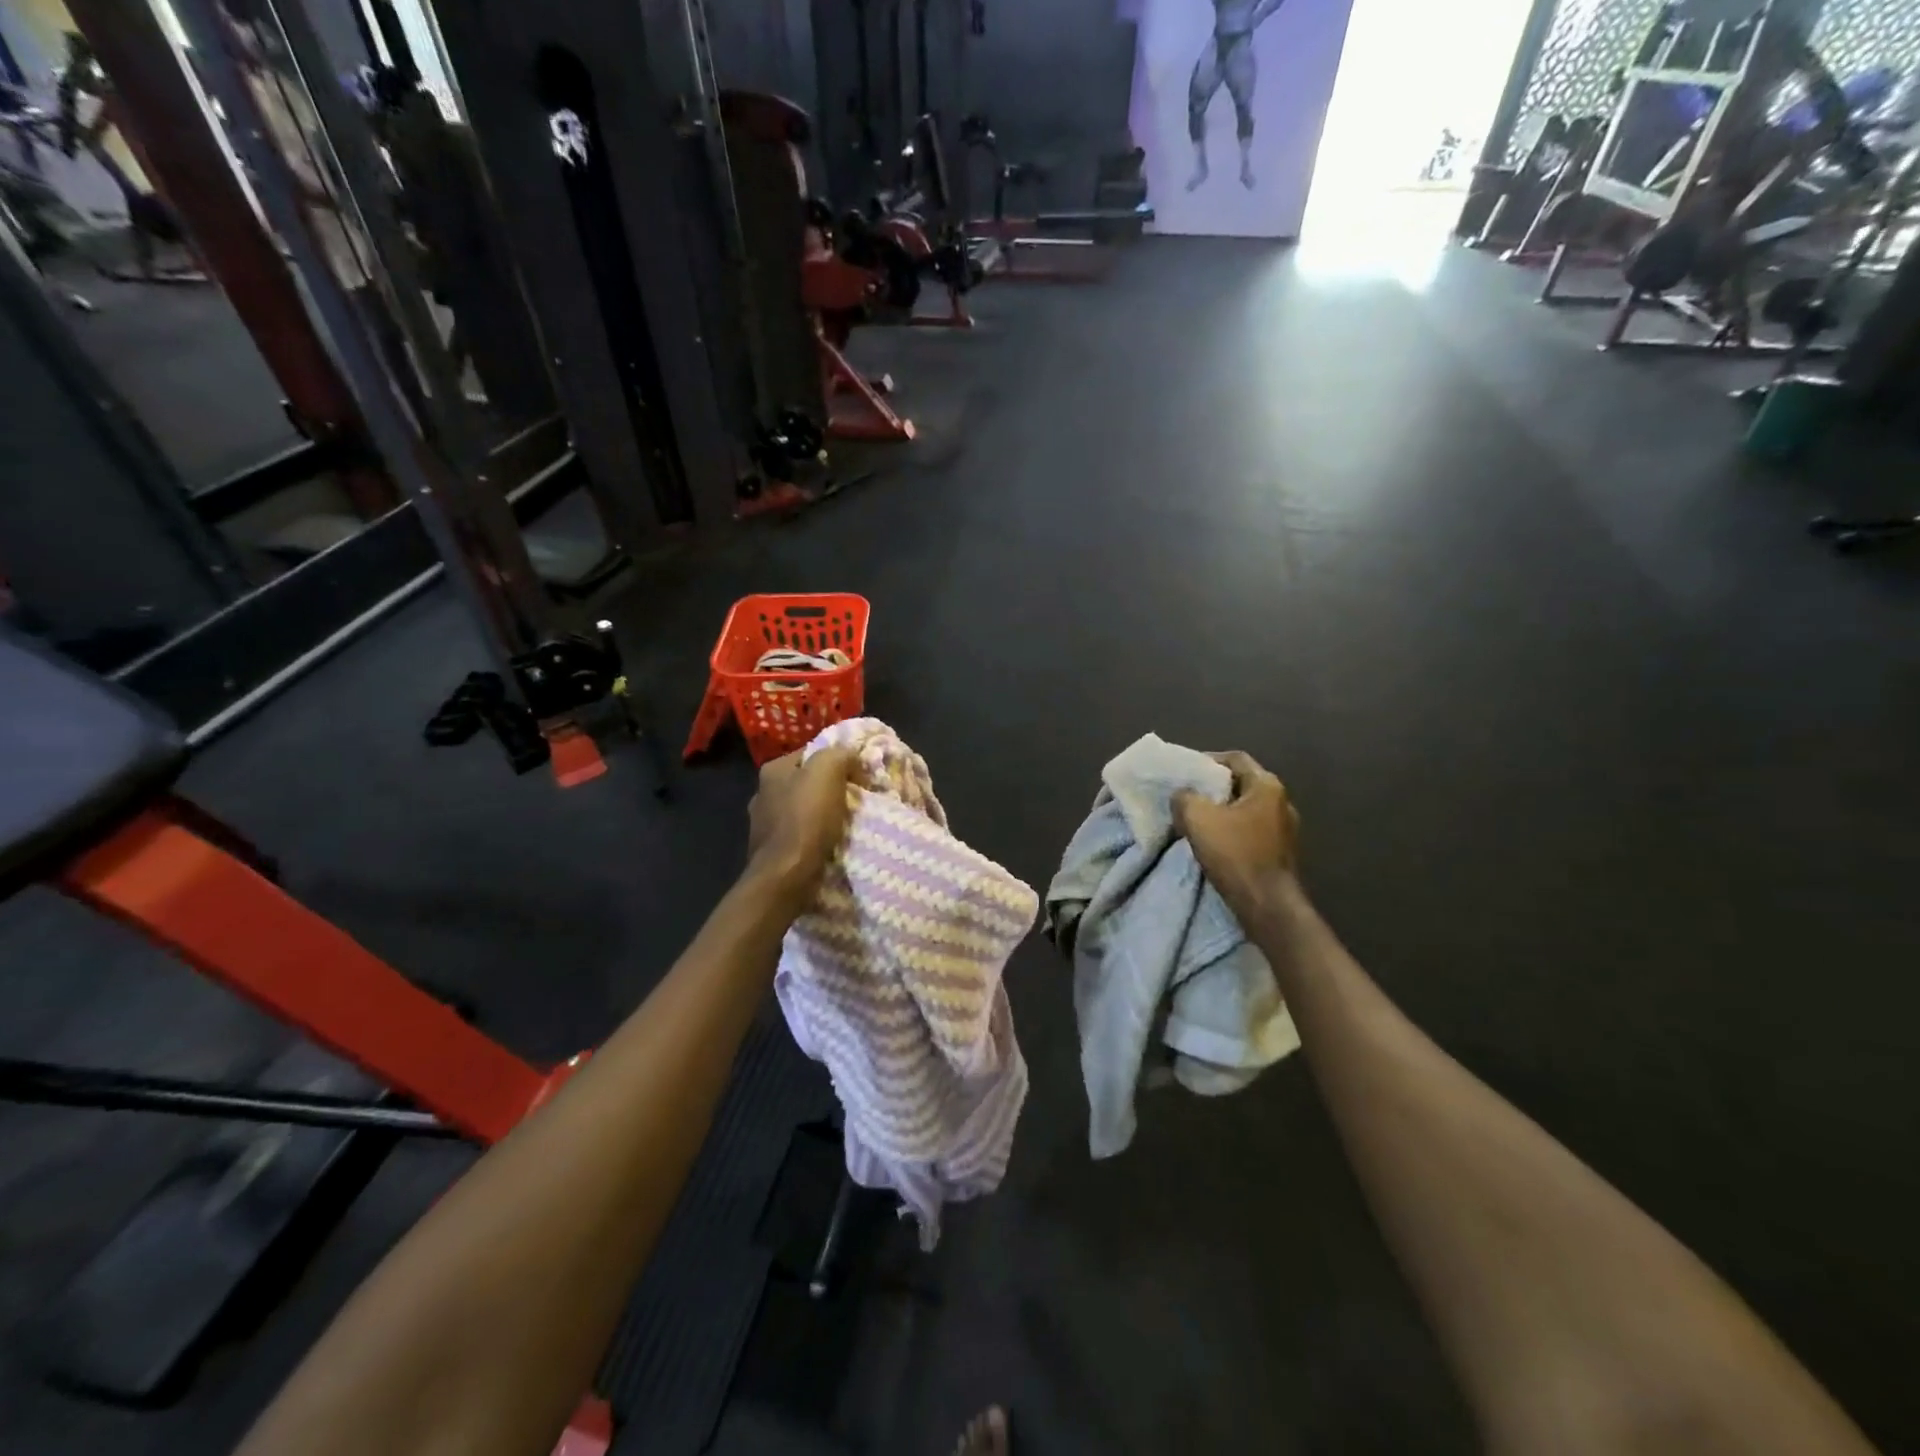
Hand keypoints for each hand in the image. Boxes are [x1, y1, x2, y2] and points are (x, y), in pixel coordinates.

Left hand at [745, 746, 857, 906]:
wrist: (787, 875)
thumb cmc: (806, 818)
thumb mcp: (828, 770)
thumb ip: (840, 754)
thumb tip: (852, 759)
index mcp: (773, 770)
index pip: (811, 752)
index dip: (838, 758)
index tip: (859, 773)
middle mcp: (763, 793)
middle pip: (807, 781)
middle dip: (831, 788)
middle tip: (857, 797)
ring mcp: (764, 824)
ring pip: (803, 809)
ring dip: (824, 814)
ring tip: (848, 823)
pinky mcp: (772, 850)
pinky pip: (801, 834)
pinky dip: (816, 836)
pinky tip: (831, 843)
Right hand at [1172, 751, 1301, 920]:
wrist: (1267, 905)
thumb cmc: (1235, 854)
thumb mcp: (1197, 818)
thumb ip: (1184, 797)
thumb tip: (1183, 795)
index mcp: (1267, 786)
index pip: (1235, 758)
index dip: (1207, 760)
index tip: (1185, 771)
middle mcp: (1282, 801)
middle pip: (1241, 783)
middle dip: (1213, 787)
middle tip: (1186, 794)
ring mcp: (1285, 829)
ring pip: (1246, 809)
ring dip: (1221, 811)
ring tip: (1196, 819)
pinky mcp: (1281, 852)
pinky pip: (1251, 830)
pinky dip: (1231, 830)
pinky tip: (1214, 842)